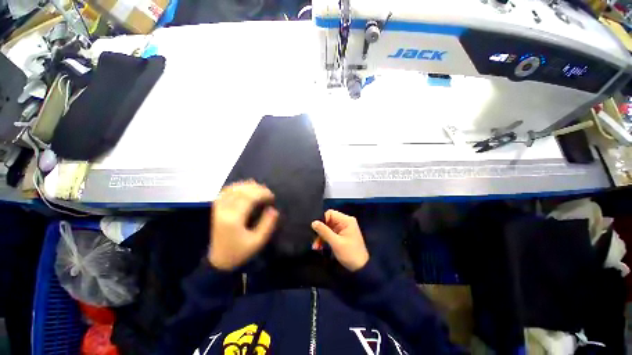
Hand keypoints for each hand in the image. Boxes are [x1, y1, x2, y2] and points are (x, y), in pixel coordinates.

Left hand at [208, 181, 278, 270]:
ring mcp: (218, 209)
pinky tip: (244, 188)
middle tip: (267, 192)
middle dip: (257, 188)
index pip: (249, 198)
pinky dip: (236, 187)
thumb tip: (273, 209)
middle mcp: (224, 211)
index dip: (262, 194)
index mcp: (234, 219)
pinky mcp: (216, 209)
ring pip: (232, 189)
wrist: (218, 261)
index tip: (272, 197)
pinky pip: (225, 192)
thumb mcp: (258, 242)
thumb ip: (267, 225)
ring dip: (247, 186)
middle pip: (241, 191)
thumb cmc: (239, 252)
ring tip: (259, 188)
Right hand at [311, 210, 368, 271]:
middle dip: (320, 230)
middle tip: (314, 240)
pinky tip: (319, 246)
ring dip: (321, 236)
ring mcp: (343, 228)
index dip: (322, 220)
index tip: (315, 229)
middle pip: (328, 220)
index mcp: (346, 220)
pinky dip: (325, 239)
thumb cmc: (350, 254)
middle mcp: (345, 221)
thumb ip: (324, 231)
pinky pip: (330, 233)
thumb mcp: (336, 243)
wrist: (361, 268)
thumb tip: (313, 222)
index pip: (330, 213)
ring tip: (316, 246)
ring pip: (327, 227)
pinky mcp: (341, 235)